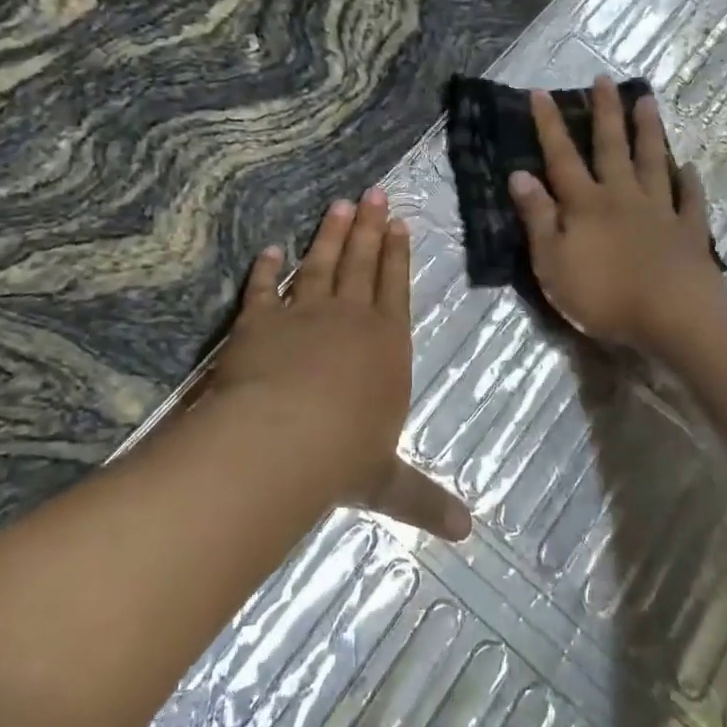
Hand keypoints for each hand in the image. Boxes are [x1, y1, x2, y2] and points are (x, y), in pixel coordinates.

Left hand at [211, 190, 471, 540]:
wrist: (281, 438)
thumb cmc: (344, 456)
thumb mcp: (388, 482)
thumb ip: (423, 499)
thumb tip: (467, 533)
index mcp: (385, 345)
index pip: (394, 288)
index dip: (397, 255)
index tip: (398, 223)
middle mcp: (348, 318)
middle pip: (361, 263)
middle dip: (369, 228)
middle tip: (374, 193)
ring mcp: (302, 314)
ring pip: (320, 264)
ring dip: (330, 235)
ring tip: (339, 205)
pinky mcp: (259, 320)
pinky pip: (264, 288)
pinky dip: (267, 268)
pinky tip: (271, 249)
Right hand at [508, 76, 726, 351]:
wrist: (674, 316)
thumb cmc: (603, 294)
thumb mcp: (552, 261)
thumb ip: (538, 217)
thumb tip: (519, 174)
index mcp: (585, 203)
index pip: (561, 156)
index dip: (549, 125)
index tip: (541, 92)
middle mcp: (622, 196)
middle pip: (612, 147)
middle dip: (606, 112)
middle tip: (606, 80)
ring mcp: (660, 211)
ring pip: (652, 162)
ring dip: (649, 131)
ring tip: (648, 102)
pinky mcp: (689, 231)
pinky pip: (689, 199)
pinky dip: (688, 181)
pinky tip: (688, 166)